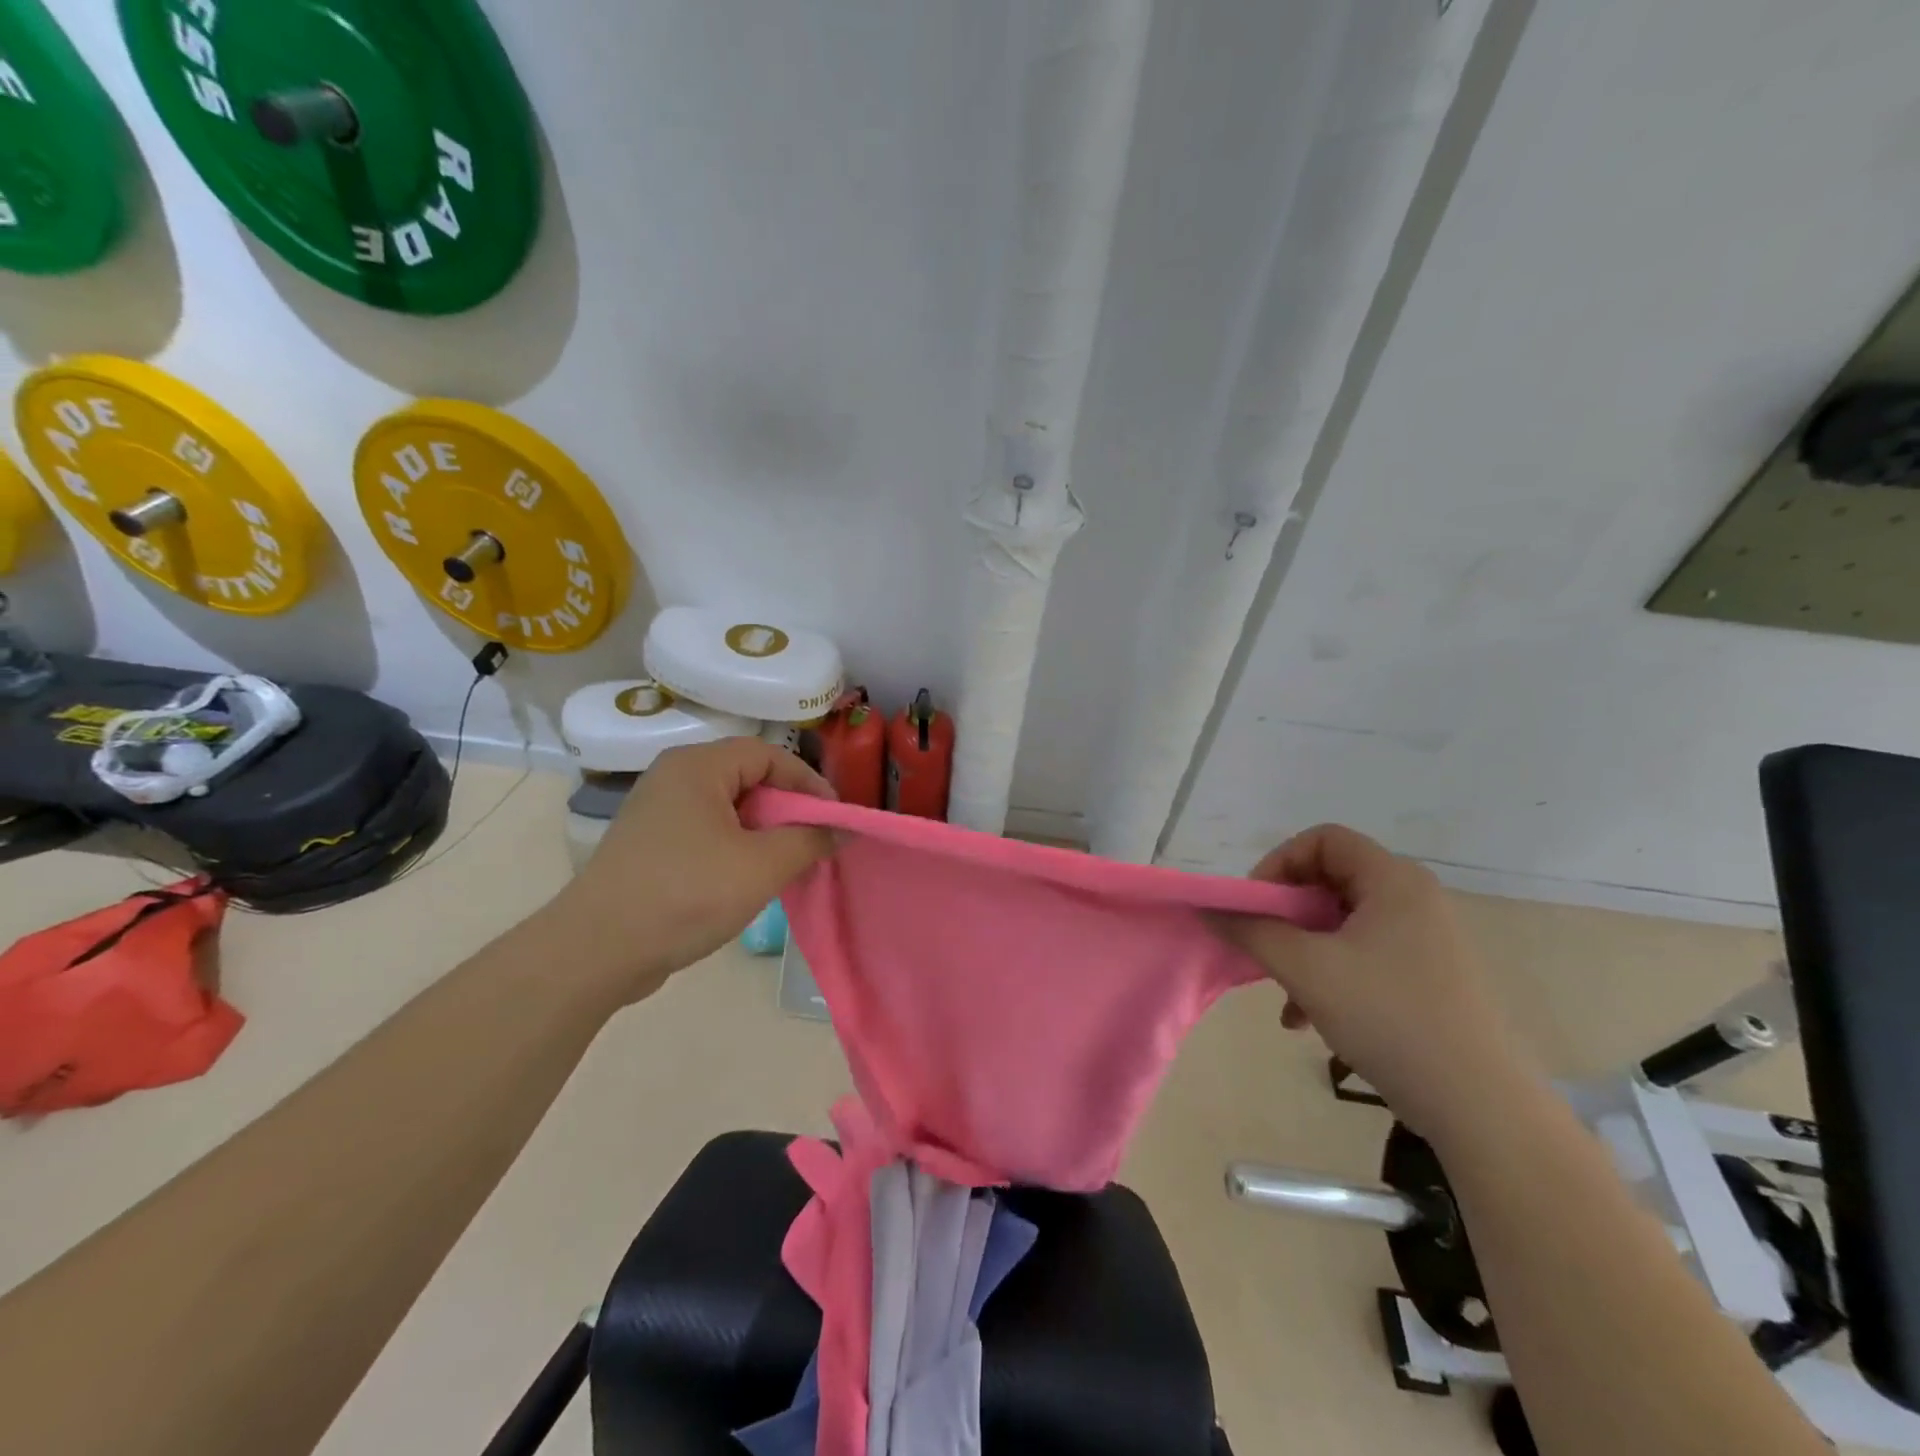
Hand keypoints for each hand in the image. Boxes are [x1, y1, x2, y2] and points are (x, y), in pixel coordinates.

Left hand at [552, 738, 836, 1002]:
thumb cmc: (686, 894)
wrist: (596, 951)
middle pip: (747, 777)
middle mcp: (673, 777)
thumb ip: (809, 840)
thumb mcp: (762, 866)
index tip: (834, 817)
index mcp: (697, 766)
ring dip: (763, 831)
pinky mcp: (649, 844)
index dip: (807, 782)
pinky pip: (706, 831)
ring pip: (727, 808)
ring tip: (786, 863)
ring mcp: (656, 812)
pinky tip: (747, 879)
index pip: (768, 754)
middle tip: (813, 841)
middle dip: (787, 808)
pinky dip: (735, 847)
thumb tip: (840, 830)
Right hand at [1212, 824, 1541, 1143]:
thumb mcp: (1306, 969)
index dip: (1280, 863)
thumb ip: (1251, 930)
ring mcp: (1423, 939)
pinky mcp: (1425, 976)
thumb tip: (1209, 908)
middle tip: (1261, 945)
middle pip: (1329, 881)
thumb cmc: (1388, 1017)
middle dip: (1286, 914)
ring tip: (1281, 993)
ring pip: (1340, 924)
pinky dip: (1327, 975)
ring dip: (1301, 950)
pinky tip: (1305, 1019)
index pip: (1323, 839)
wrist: (1479, 1106)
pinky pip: (1361, 955)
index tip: (1256, 906)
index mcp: (1392, 881)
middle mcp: (1412, 899)